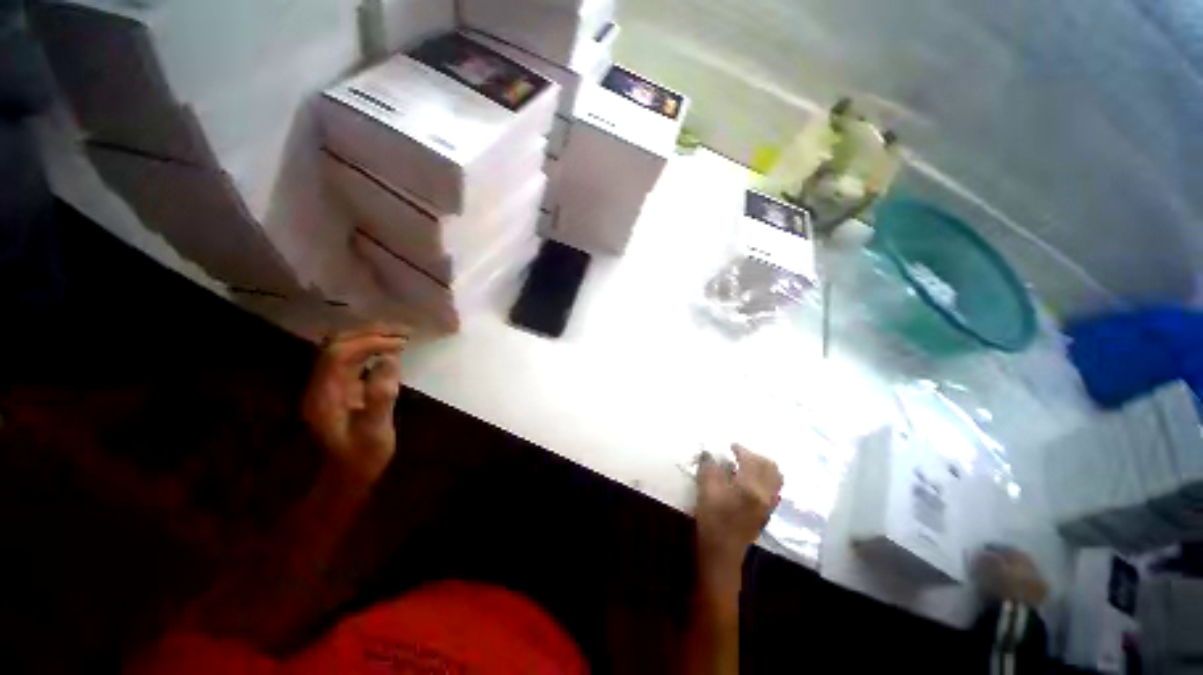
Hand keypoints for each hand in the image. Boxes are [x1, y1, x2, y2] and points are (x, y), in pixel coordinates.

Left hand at [301, 324, 408, 482]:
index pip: (339, 354)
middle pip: (336, 344)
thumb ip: (381, 395)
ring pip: (343, 347)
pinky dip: (371, 347)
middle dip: (370, 333)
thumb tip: (390, 359)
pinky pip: (351, 358)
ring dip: (370, 336)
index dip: (369, 342)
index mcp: (324, 395)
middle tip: (403, 332)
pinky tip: (391, 350)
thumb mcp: (375, 431)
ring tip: (400, 336)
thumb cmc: (363, 456)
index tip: (401, 343)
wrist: (348, 474)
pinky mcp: (339, 387)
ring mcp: (328, 384)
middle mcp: (320, 384)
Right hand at [695, 445, 782, 577]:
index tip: (730, 446)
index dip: (741, 450)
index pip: (751, 460)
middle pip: (770, 467)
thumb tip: (710, 453)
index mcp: (751, 487)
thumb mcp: (706, 489)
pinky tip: (750, 480)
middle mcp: (765, 494)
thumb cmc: (712, 519)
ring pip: (775, 478)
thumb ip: (709, 467)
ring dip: (763, 466)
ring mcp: (769, 505)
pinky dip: (766, 478)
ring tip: (747, 464)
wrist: (721, 552)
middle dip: (755, 456)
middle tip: (739, 454)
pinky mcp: (767, 512)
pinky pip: (774, 488)